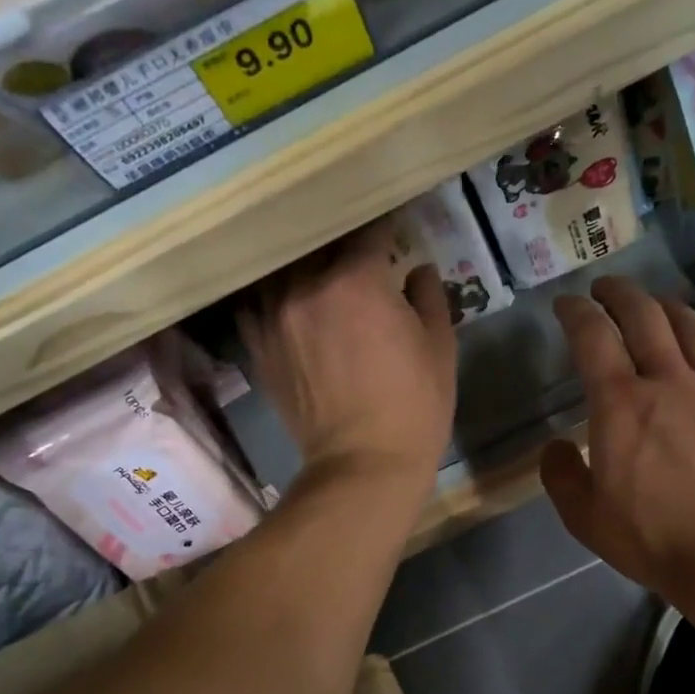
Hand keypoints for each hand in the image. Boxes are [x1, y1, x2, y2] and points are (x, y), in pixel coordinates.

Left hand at [241, 224, 456, 491]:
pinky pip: (255, 304)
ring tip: (317, 269)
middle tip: (357, 250)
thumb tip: (418, 270)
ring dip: (303, 265)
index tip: (394, 231)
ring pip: (283, 270)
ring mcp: (274, 317)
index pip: (368, 234)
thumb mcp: (439, 347)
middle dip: (341, 244)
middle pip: (319, 246)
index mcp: (356, 281)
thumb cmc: (414, 406)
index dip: (385, 229)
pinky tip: (286, 300)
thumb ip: (428, 298)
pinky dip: (271, 295)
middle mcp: (306, 288)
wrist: (363, 464)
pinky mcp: (258, 347)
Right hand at [541, 277, 694, 598]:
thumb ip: (561, 475)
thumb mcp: (584, 517)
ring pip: (689, 327)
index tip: (566, 305)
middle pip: (643, 316)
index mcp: (620, 404)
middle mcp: (666, 381)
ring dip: (664, 306)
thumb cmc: (652, 536)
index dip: (575, 313)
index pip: (593, 338)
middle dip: (619, 294)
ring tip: (652, 304)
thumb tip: (558, 446)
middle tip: (604, 289)